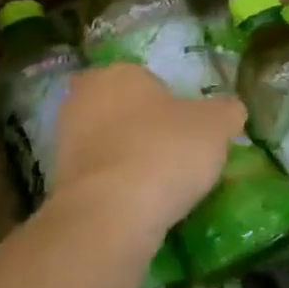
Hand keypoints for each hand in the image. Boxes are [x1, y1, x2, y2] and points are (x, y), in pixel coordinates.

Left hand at [51, 63, 244, 240]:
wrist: (110, 215)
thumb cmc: (165, 151)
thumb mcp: (217, 124)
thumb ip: (227, 111)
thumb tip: (230, 111)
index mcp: (119, 72)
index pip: (150, 81)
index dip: (173, 105)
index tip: (190, 131)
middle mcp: (83, 99)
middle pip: (126, 110)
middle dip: (147, 129)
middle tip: (178, 155)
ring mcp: (65, 141)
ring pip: (111, 144)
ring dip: (132, 159)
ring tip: (163, 186)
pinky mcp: (58, 183)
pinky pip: (100, 177)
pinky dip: (119, 187)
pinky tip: (141, 205)